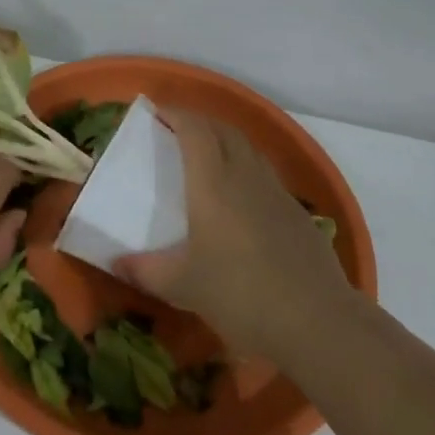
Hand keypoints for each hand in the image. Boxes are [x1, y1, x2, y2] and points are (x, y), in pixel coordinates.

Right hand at [117, 108, 354, 364]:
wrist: (318, 322)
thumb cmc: (241, 295)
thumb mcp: (184, 287)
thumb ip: (146, 271)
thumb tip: (116, 263)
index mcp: (213, 183)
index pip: (194, 129)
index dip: (176, 114)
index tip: (157, 112)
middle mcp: (245, 176)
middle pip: (223, 129)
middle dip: (199, 121)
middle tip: (177, 130)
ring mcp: (276, 192)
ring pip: (248, 148)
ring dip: (225, 140)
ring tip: (207, 156)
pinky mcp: (297, 213)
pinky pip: (265, 173)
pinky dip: (246, 168)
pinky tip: (241, 197)